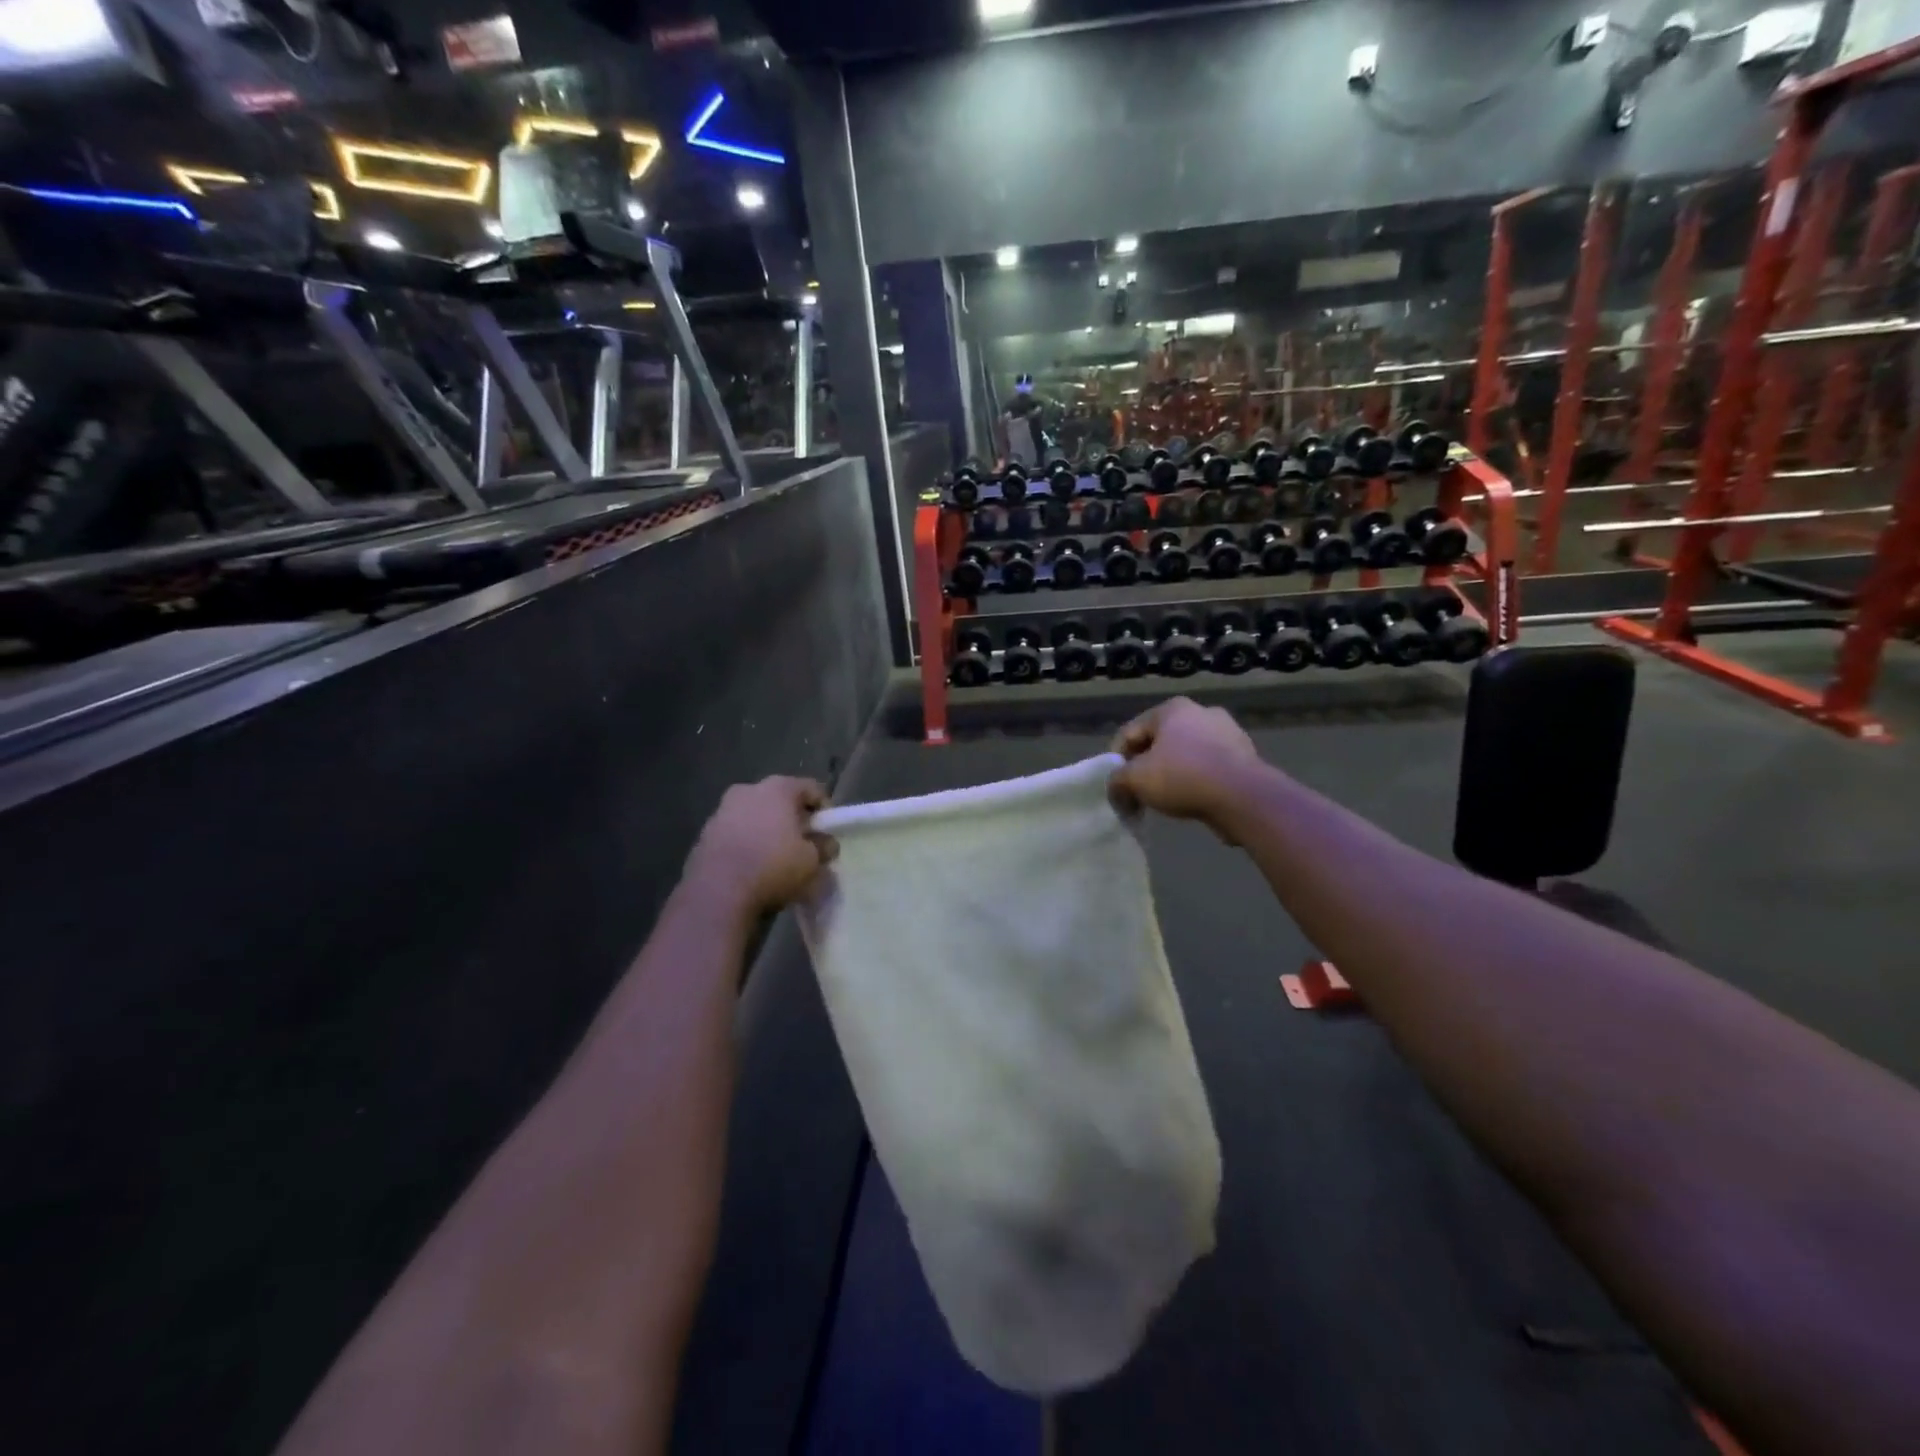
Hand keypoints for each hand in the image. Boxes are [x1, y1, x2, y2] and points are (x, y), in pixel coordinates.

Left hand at [685, 777, 835, 918]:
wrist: (717, 894)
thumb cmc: (773, 867)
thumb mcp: (812, 861)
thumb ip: (824, 847)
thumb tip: (826, 844)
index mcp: (778, 788)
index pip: (812, 789)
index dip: (825, 810)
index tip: (828, 833)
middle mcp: (748, 790)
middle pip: (780, 800)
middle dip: (793, 820)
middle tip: (804, 845)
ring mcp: (722, 811)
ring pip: (755, 817)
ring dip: (768, 832)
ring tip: (777, 860)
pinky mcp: (704, 835)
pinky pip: (736, 835)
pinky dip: (747, 845)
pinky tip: (753, 868)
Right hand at [1109, 698, 1263, 837]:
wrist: (1244, 797)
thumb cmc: (1183, 777)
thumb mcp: (1136, 779)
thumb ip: (1117, 779)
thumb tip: (1117, 787)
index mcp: (1172, 708)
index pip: (1130, 732)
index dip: (1116, 760)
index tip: (1115, 786)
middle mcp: (1201, 711)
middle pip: (1159, 741)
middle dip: (1145, 766)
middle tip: (1137, 793)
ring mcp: (1228, 732)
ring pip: (1185, 754)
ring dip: (1171, 773)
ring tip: (1165, 799)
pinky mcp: (1245, 755)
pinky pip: (1209, 766)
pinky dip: (1196, 780)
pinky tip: (1192, 799)